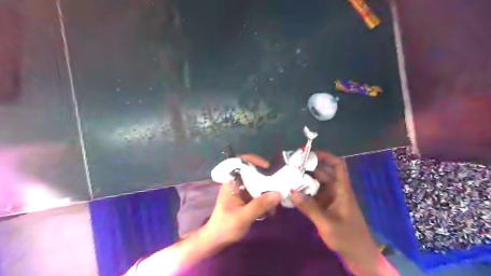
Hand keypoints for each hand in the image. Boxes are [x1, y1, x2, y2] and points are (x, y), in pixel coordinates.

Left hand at [202, 156, 279, 244]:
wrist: (216, 240)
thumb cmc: (225, 226)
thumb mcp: (243, 216)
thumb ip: (260, 205)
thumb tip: (278, 193)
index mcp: (231, 182)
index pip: (239, 162)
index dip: (253, 160)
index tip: (267, 166)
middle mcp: (236, 183)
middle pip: (251, 172)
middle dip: (265, 176)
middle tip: (278, 182)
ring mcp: (240, 191)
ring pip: (256, 183)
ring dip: (266, 188)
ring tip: (277, 196)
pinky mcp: (244, 199)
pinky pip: (256, 193)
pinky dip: (264, 197)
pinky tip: (272, 207)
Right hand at [291, 154, 378, 258]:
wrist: (359, 256)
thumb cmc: (347, 238)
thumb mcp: (327, 223)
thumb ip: (310, 208)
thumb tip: (292, 192)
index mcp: (342, 190)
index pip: (338, 165)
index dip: (326, 156)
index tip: (309, 154)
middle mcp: (336, 190)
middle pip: (323, 172)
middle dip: (309, 168)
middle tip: (291, 166)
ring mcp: (331, 198)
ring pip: (317, 183)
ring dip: (305, 180)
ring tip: (289, 177)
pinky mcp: (326, 206)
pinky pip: (314, 194)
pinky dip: (305, 192)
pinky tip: (294, 193)